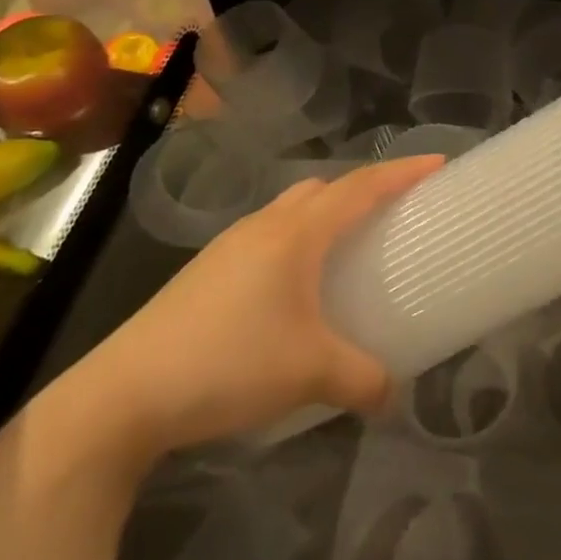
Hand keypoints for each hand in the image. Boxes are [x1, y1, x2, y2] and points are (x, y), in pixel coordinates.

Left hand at [50, 153, 444, 463]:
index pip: (361, 187)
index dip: (402, 172)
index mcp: (296, 233)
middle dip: (363, 189)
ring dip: (325, 214)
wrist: (122, 395)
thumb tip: (395, 394)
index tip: (437, 163)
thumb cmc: (228, 364)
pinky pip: (268, 235)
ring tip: (347, 246)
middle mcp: (265, 225)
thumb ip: (363, 379)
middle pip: (324, 188)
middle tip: (393, 210)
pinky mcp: (207, 272)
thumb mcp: (309, 373)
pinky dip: (295, 240)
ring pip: (290, 209)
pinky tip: (294, 286)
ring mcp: (230, 246)